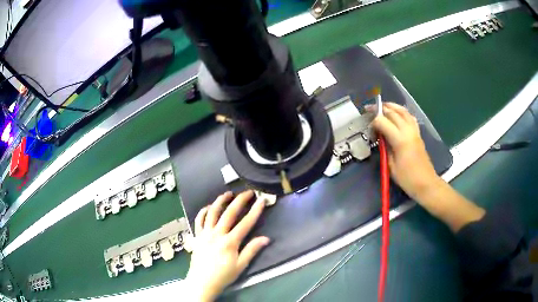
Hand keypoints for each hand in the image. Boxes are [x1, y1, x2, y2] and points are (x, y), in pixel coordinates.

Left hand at [186, 190, 269, 300]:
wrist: (202, 282)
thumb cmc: (223, 275)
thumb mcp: (240, 265)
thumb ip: (252, 250)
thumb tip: (266, 238)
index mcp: (230, 242)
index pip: (246, 223)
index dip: (255, 211)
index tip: (262, 200)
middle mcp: (217, 234)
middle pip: (229, 213)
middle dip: (240, 200)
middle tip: (248, 192)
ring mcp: (205, 233)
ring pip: (212, 212)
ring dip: (221, 201)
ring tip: (228, 194)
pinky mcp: (197, 236)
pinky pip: (199, 220)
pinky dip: (204, 211)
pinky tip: (209, 207)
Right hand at [371, 103, 440, 199]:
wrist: (426, 183)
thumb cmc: (407, 178)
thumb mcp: (391, 166)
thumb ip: (385, 148)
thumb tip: (381, 138)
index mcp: (400, 140)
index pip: (383, 121)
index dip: (373, 121)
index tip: (368, 126)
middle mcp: (408, 131)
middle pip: (393, 112)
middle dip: (380, 109)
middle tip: (369, 109)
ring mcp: (414, 131)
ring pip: (403, 111)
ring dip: (392, 106)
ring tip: (383, 105)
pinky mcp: (418, 134)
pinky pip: (410, 117)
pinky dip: (402, 112)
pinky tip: (398, 114)